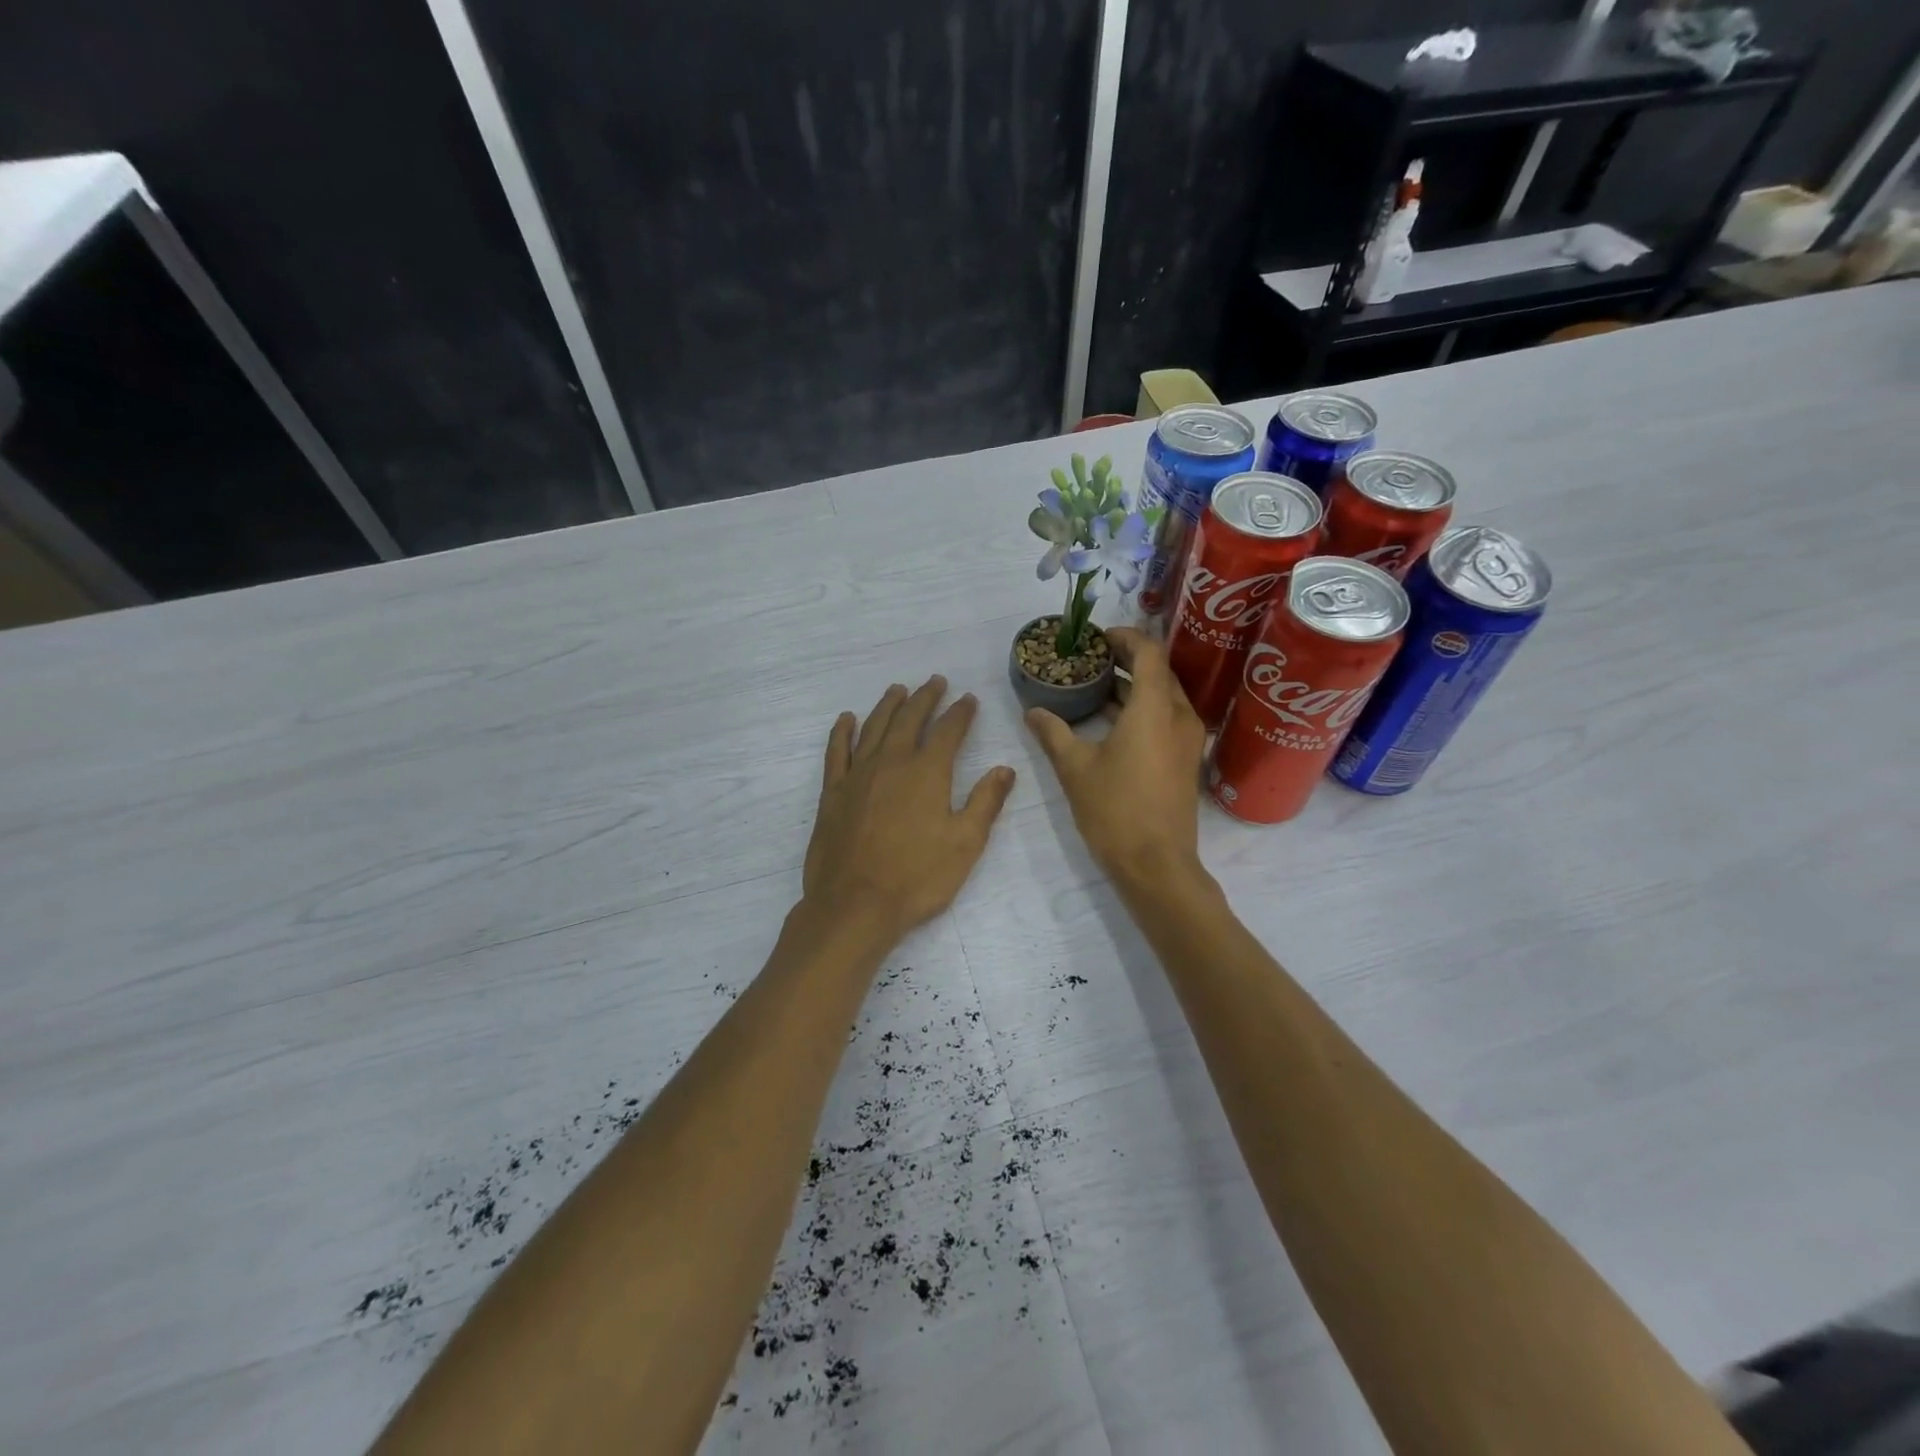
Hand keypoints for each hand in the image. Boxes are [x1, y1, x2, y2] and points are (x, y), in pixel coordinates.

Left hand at [802, 676, 1016, 943]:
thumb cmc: (917, 878)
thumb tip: (1004, 769)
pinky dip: (842, 731)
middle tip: (935, 682)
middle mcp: (892, 762)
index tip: (969, 699)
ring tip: (898, 690)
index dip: (961, 712)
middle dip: (925, 698)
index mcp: (927, 772)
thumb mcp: (965, 844)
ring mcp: (858, 775)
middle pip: (910, 719)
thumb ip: (985, 802)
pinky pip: (837, 751)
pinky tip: (847, 719)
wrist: (854, 905)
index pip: (949, 731)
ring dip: (888, 705)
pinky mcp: (833, 792)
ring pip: (874, 727)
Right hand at [1024, 628, 1207, 888]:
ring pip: (1164, 696)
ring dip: (1134, 685)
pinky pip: (1167, 718)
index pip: (1148, 652)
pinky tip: (1113, 721)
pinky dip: (1142, 708)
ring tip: (1097, 686)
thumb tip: (1032, 711)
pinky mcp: (1186, 759)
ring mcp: (1188, 739)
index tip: (1097, 638)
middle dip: (1127, 659)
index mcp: (1154, 708)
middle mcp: (1179, 715)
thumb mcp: (1075, 768)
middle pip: (1159, 671)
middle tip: (1091, 659)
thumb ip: (1053, 733)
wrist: (1156, 864)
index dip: (1124, 637)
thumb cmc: (1115, 810)